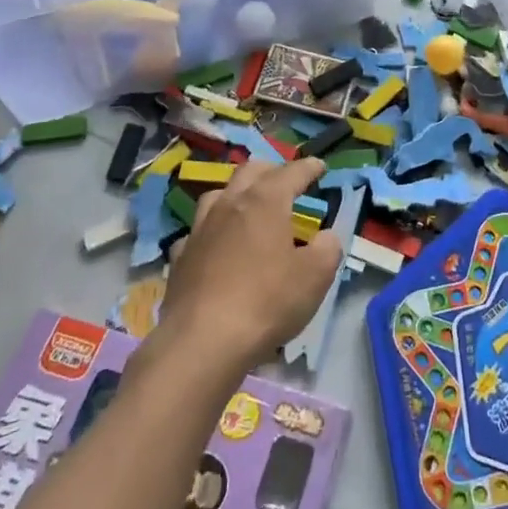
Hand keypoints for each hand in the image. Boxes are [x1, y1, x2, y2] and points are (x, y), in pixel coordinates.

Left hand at [156, 157, 344, 369]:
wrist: (202, 342)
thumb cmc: (266, 302)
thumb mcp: (315, 276)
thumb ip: (328, 249)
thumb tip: (325, 237)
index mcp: (265, 201)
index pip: (292, 172)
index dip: (309, 167)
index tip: (320, 166)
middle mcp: (230, 204)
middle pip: (250, 171)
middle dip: (271, 170)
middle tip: (286, 180)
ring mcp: (200, 229)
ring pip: (218, 194)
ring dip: (237, 193)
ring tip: (248, 205)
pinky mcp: (180, 257)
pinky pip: (197, 231)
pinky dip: (212, 230)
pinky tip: (216, 244)